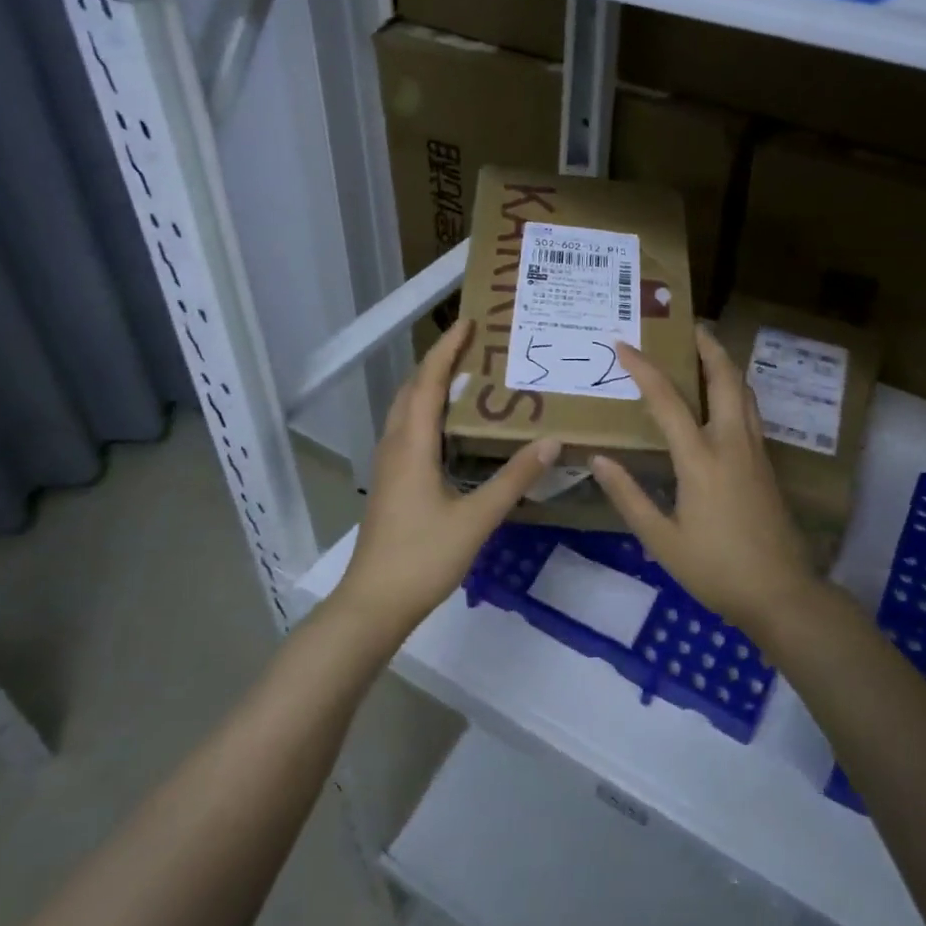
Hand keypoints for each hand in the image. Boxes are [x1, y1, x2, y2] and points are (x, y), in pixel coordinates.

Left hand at [334, 319, 560, 633]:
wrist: (373, 603)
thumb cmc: (423, 557)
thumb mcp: (476, 518)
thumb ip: (514, 478)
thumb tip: (551, 441)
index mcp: (412, 445)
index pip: (427, 383)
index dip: (446, 350)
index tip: (467, 322)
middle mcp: (395, 446)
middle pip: (411, 390)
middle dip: (438, 362)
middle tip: (473, 347)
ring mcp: (388, 466)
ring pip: (405, 411)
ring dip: (429, 386)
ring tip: (466, 379)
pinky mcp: (391, 483)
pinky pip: (407, 431)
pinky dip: (426, 412)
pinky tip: (450, 429)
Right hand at [590, 328, 817, 637]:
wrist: (781, 593)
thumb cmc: (716, 569)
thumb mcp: (662, 540)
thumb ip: (629, 496)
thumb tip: (599, 460)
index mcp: (701, 459)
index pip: (668, 400)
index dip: (644, 368)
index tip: (623, 344)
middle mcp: (732, 443)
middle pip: (726, 378)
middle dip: (707, 345)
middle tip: (686, 325)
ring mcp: (755, 451)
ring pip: (744, 391)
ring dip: (725, 364)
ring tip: (704, 350)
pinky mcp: (766, 464)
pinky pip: (750, 411)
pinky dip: (734, 389)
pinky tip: (721, 399)